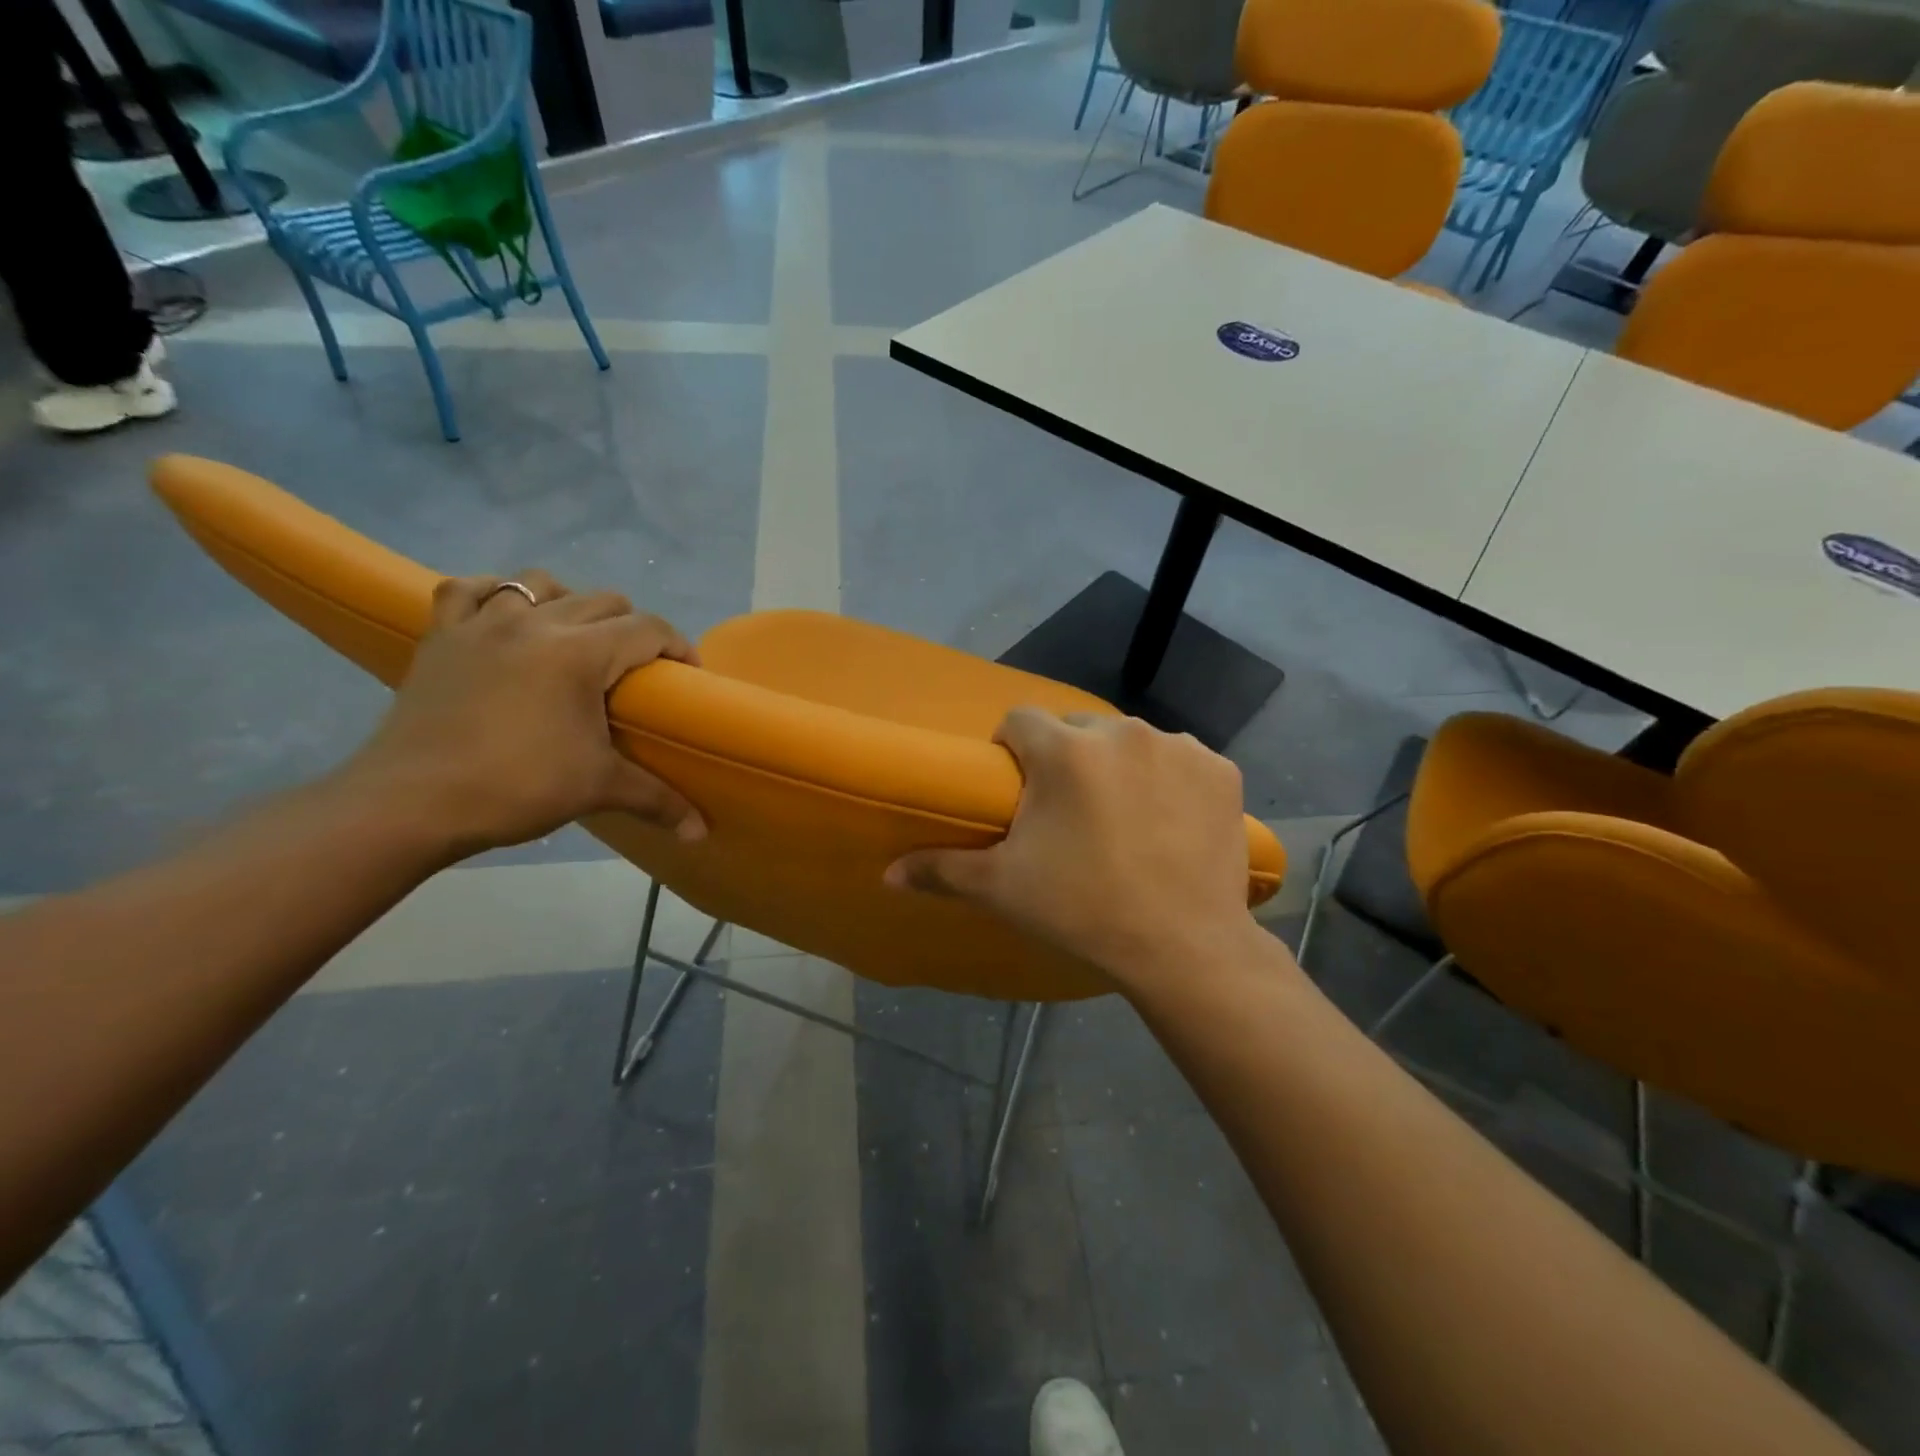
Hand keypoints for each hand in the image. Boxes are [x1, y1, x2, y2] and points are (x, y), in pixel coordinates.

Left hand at [339, 571, 703, 858]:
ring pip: (539, 583)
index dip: (678, 646)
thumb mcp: (598, 789)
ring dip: (568, 603)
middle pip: (603, 601)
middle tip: (635, 670)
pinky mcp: (441, 637)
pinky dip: (494, 595)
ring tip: (573, 638)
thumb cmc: (516, 787)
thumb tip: (700, 832)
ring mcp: (482, 625)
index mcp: (579, 653)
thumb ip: (658, 800)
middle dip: (632, 628)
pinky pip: (468, 590)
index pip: (647, 629)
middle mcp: (535, 624)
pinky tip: (504, 617)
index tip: (685, 676)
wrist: (410, 803)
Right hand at [885, 710, 1258, 989]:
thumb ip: (941, 869)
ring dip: (1119, 767)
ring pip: (1131, 742)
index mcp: (1065, 751)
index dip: (1011, 750)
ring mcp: (1179, 747)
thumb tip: (886, 874)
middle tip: (1070, 813)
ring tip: (1124, 820)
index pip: (1020, 719)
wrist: (1185, 948)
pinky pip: (1180, 760)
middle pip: (1077, 729)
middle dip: (1066, 758)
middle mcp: (1123, 732)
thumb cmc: (1083, 911)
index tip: (1019, 789)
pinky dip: (1170, 781)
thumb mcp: (1003, 889)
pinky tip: (1170, 823)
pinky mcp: (1221, 770)